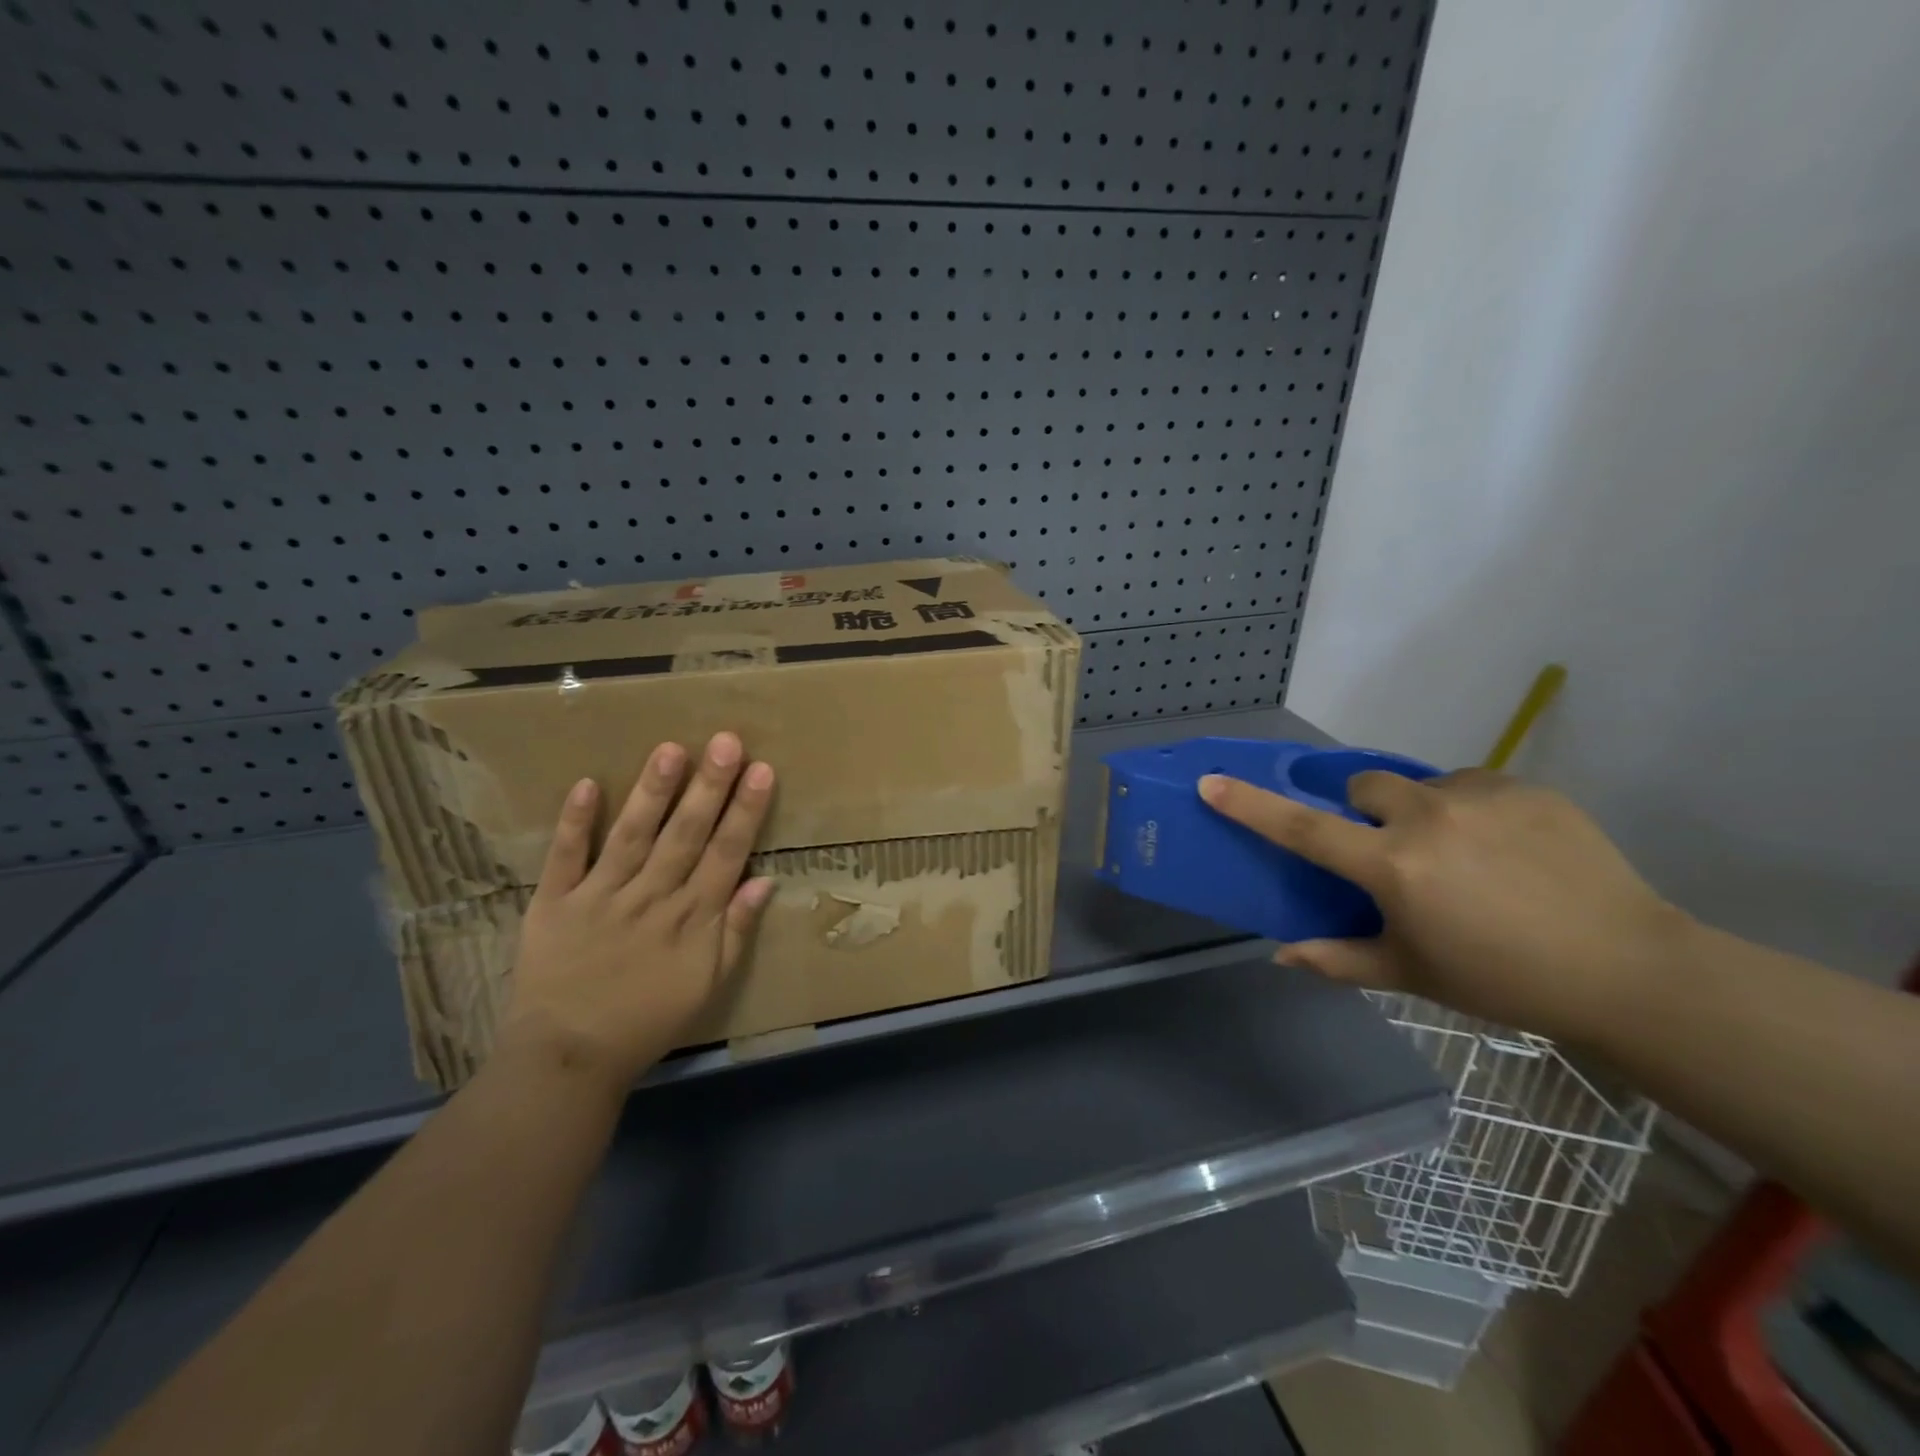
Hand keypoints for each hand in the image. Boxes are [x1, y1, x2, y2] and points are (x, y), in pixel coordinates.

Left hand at [499, 733, 775, 1092]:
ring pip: (632, 836)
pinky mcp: (553, 904)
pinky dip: (575, 823)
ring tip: (671, 749)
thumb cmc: (648, 1021)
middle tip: (726, 741)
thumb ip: (735, 931)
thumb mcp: (708, 985)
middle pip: (685, 834)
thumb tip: (763, 881)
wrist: (567, 1058)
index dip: (745, 811)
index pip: (726, 853)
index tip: (761, 771)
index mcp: (691, 918)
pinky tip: (588, 784)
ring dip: (653, 792)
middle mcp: (650, 898)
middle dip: (709, 786)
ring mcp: (600, 897)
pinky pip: (565, 859)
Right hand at [1197, 766, 1690, 1043]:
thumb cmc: (1503, 981)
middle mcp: (1426, 819)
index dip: (1249, 805)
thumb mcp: (1413, 975)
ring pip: (1420, 784)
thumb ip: (1338, 959)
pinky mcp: (1526, 787)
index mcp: (1392, 867)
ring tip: (1463, 855)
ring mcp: (1479, 797)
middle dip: (1365, 812)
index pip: (1302, 829)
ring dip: (1422, 812)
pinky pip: (1472, 785)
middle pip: (1363, 788)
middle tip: (1393, 853)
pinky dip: (1471, 810)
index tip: (1211, 782)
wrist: (1629, 969)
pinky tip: (1508, 850)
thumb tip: (1280, 956)